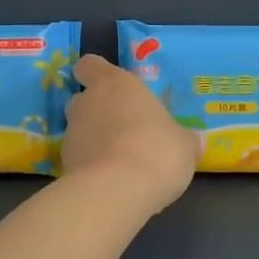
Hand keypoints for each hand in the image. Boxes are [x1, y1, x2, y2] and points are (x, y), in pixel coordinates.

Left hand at [62, 54, 200, 213]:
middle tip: (126, 128)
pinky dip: (92, 166)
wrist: (116, 193)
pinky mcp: (64, 165)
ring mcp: (71, 135)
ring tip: (122, 161)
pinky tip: (113, 182)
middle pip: (84, 99)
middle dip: (100, 111)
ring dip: (96, 140)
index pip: (90, 65)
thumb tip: (194, 139)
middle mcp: (88, 103)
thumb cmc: (157, 151)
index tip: (111, 86)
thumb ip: (185, 139)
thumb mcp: (185, 145)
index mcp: (117, 84)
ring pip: (81, 130)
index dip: (97, 73)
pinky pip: (80, 158)